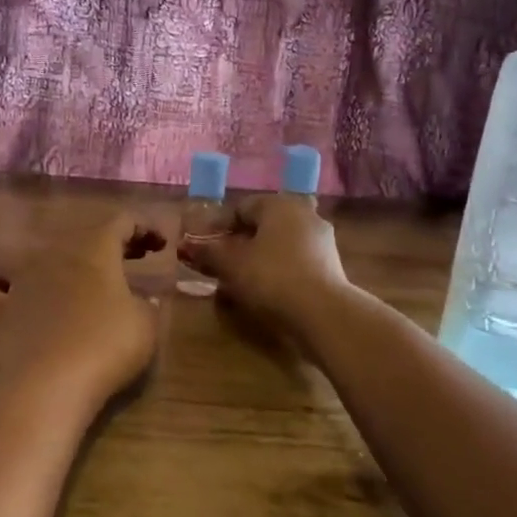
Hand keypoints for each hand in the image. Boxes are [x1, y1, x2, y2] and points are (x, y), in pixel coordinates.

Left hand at [0, 212, 165, 415]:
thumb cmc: (106, 346)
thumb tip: (138, 301)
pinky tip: (7, 295)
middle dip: (111, 245)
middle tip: (134, 260)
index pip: (122, 222)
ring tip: (83, 283)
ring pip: (41, 257)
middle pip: (84, 237)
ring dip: (66, 264)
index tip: (162, 245)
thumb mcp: (146, 324)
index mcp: (94, 249)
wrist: (48, 386)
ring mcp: (19, 281)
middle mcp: (54, 254)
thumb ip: (145, 304)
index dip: (145, 228)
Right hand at [176, 194, 350, 339]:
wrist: (322, 313)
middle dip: (238, 244)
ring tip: (239, 282)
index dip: (217, 227)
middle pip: (262, 226)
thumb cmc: (271, 277)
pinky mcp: (331, 266)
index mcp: (279, 204)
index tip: (202, 249)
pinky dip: (278, 272)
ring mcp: (321, 240)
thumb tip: (186, 245)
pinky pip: (295, 262)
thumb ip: (208, 251)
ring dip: (258, 259)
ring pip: (279, 245)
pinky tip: (266, 292)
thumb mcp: (231, 264)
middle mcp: (304, 214)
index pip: (241, 208)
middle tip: (219, 266)